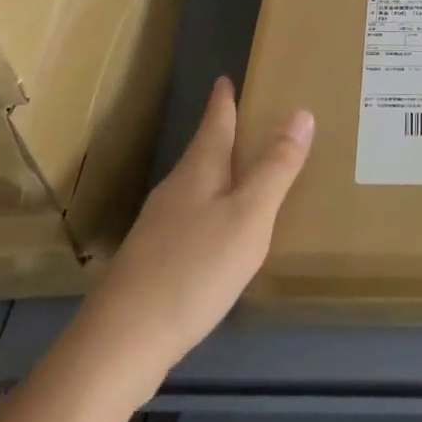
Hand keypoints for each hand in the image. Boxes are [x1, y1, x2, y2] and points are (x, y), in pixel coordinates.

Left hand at [82, 77, 313, 402]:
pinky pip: (189, 221)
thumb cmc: (194, 269)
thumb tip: (300, 113)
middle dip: (223, 135)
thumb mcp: (249, 216)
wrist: (120, 344)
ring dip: (218, 175)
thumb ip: (276, 168)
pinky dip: (210, 212)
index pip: (214, 123)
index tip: (225, 77)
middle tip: (249, 121)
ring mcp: (158, 228)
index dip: (223, 100)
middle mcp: (175, 191)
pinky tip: (219, 235)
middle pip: (202, 153)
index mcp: (199, 171)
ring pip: (195, 188)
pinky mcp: (151, 262)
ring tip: (242, 174)